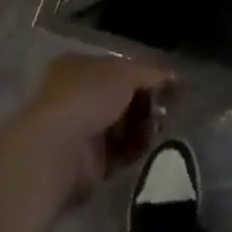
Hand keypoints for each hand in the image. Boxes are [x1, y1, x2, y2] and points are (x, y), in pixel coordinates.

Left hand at [12, 54, 175, 206]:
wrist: (56, 151)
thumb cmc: (87, 97)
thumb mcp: (125, 73)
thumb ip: (151, 73)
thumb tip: (175, 77)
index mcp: (80, 67)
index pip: (120, 68)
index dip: (146, 74)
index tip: (170, 83)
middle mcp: (80, 96)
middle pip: (124, 97)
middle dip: (148, 102)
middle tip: (170, 106)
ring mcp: (83, 130)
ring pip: (125, 125)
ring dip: (145, 125)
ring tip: (160, 126)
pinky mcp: (90, 164)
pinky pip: (121, 152)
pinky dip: (136, 148)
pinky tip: (149, 144)